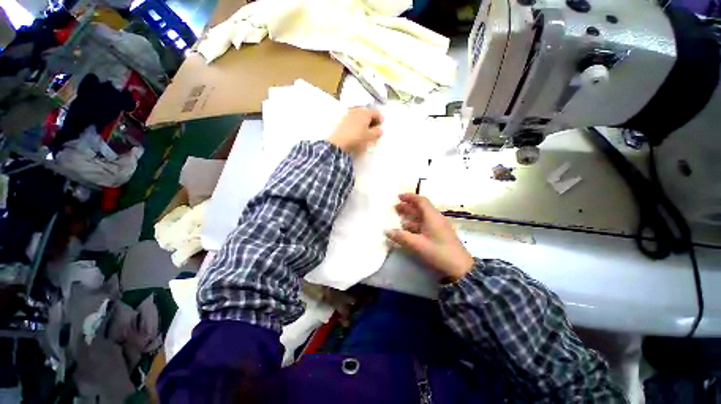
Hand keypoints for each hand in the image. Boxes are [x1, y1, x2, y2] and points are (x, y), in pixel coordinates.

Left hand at [327, 108, 382, 156]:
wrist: (338, 144)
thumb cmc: (357, 139)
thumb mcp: (370, 137)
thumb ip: (377, 132)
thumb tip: (380, 129)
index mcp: (365, 113)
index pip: (376, 112)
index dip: (380, 119)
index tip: (381, 127)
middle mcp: (357, 111)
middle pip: (367, 112)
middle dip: (372, 120)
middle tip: (374, 129)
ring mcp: (348, 115)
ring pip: (359, 116)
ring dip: (363, 122)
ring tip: (365, 131)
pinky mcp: (341, 121)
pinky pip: (352, 120)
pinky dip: (356, 124)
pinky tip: (356, 132)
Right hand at [386, 193, 474, 281]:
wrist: (460, 268)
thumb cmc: (439, 252)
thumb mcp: (418, 245)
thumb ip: (401, 237)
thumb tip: (387, 231)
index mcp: (432, 217)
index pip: (421, 201)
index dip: (409, 197)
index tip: (398, 197)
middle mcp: (436, 219)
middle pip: (421, 208)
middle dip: (407, 206)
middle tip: (395, 207)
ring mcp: (438, 227)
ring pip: (422, 217)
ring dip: (410, 216)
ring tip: (398, 217)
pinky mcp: (439, 234)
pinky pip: (424, 224)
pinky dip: (415, 224)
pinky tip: (407, 229)